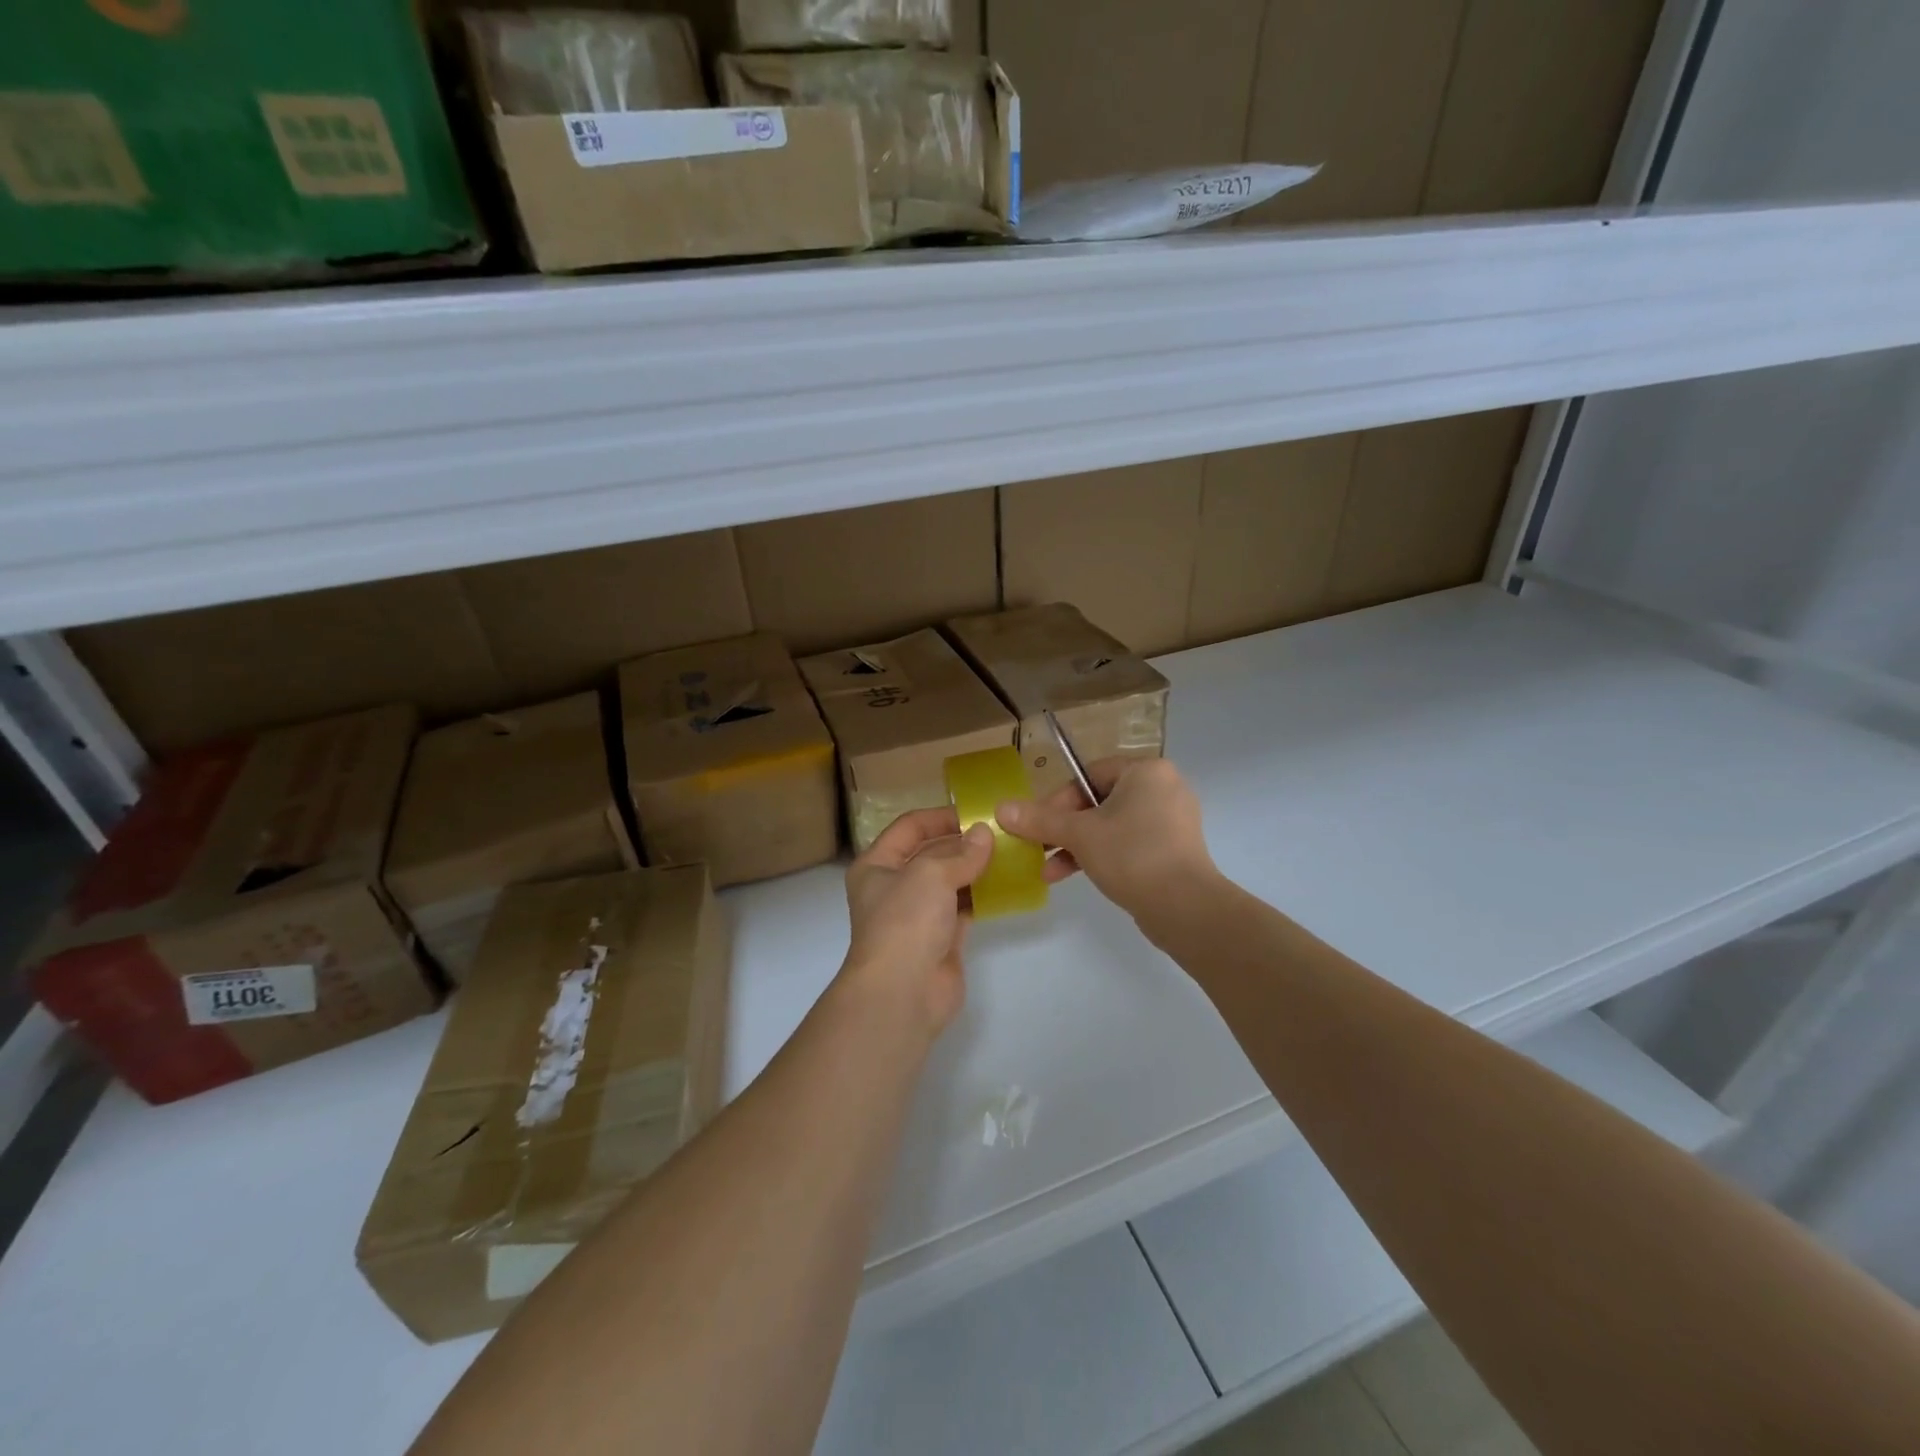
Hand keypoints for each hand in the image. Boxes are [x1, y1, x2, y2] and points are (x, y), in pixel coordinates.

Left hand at [842, 807, 993, 1036]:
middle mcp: (894, 887)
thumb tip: (984, 834)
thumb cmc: (905, 921)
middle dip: (963, 843)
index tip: (975, 813)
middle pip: (931, 854)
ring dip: (976, 869)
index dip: (940, 817)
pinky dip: (982, 896)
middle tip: (1002, 833)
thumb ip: (961, 852)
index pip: (909, 828)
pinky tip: (1007, 885)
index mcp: (876, 865)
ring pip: (950, 882)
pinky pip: (963, 908)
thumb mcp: (931, 874)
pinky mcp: (940, 939)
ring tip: (1011, 854)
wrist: (902, 993)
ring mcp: (917, 915)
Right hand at [995, 757, 1216, 919]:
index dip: (1057, 799)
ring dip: (1076, 846)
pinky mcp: (1174, 850)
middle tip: (1038, 848)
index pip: (1089, 775)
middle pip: (1098, 801)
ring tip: (1049, 871)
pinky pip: (1129, 844)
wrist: (1186, 908)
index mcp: (1146, 772)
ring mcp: (1172, 821)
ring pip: (1111, 826)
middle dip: (1063, 829)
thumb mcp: (1079, 835)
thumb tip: (1000, 808)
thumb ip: (1039, 819)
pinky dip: (1102, 856)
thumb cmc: (1132, 855)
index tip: (1035, 824)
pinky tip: (1073, 877)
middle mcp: (1163, 788)